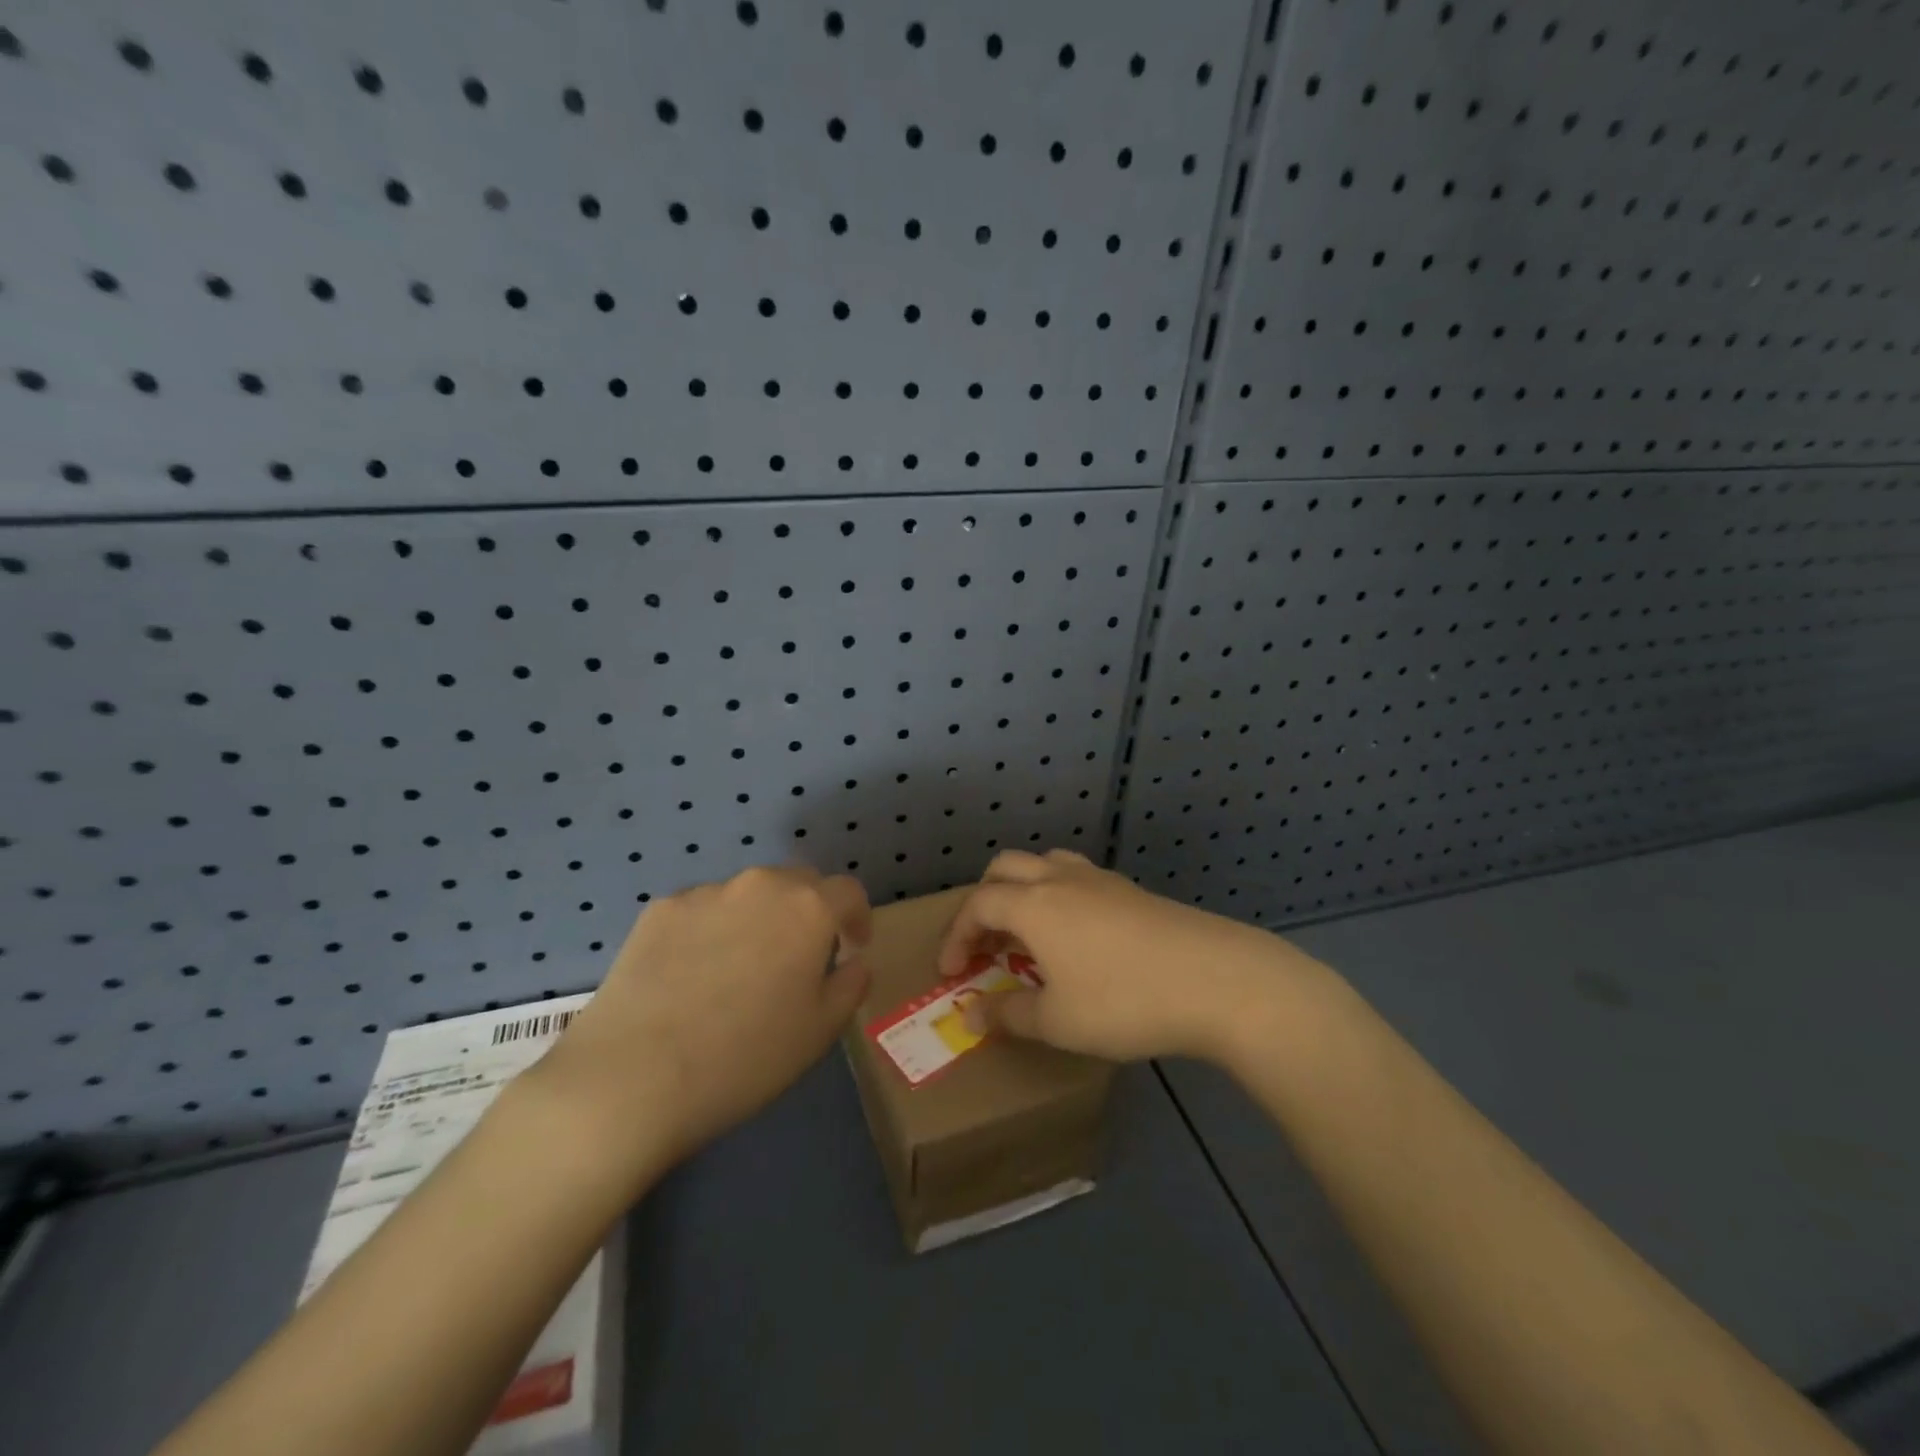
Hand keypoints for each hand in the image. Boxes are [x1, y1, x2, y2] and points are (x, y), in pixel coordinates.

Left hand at [534, 866, 870, 1177]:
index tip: (852, 948)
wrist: (633, 1077)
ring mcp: (706, 893)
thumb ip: (850, 985)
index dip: (857, 918)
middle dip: (809, 912)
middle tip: (799, 957)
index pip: (848, 892)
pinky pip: (703, 910)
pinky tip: (694, 975)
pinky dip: (712, 930)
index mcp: (808, 909)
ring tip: (741, 969)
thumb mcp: (820, 1032)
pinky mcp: (660, 909)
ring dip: (759, 919)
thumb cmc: (745, 1058)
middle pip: (798, 883)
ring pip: (748, 895)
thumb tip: (853, 962)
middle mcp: (761, 885)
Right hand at [937, 850, 1307, 1063]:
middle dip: (985, 902)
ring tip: (1028, 934)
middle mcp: (1061, 880)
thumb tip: (971, 1015)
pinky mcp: (1132, 891)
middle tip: (986, 945)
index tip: (952, 973)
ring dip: (1023, 891)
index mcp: (1034, 904)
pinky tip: (1077, 939)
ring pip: (1045, 864)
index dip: (956, 935)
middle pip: (1006, 868)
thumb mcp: (1058, 1021)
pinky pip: (1078, 878)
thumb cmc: (1124, 1002)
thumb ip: (1008, 1015)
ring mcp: (1101, 880)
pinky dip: (1058, 897)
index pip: (978, 904)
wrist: (1217, 980)